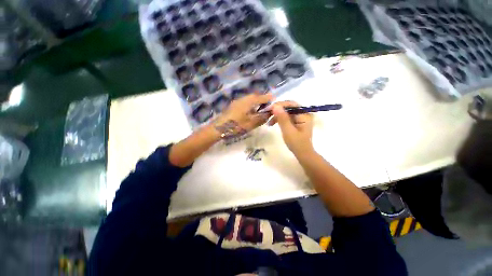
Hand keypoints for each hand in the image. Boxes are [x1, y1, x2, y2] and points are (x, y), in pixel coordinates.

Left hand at [212, 93, 272, 137]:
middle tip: (267, 107)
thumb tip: (270, 113)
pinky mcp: (233, 106)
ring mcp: (237, 102)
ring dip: (256, 103)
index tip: (274, 101)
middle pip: (255, 97)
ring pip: (249, 100)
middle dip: (263, 100)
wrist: (218, 128)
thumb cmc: (236, 125)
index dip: (269, 99)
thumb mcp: (251, 123)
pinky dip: (250, 106)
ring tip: (260, 110)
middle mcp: (243, 99)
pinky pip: (245, 103)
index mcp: (249, 101)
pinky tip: (250, 113)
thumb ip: (262, 117)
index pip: (262, 97)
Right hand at [268, 101, 313, 155]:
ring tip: (269, 122)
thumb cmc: (296, 143)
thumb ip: (282, 118)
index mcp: (304, 114)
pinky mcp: (296, 121)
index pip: (291, 104)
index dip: (279, 105)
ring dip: (277, 115)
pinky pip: (287, 116)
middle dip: (277, 110)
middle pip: (288, 107)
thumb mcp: (288, 131)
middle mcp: (303, 113)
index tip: (269, 109)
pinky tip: (273, 123)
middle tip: (267, 114)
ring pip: (286, 111)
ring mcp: (300, 117)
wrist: (302, 153)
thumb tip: (275, 106)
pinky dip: (280, 119)